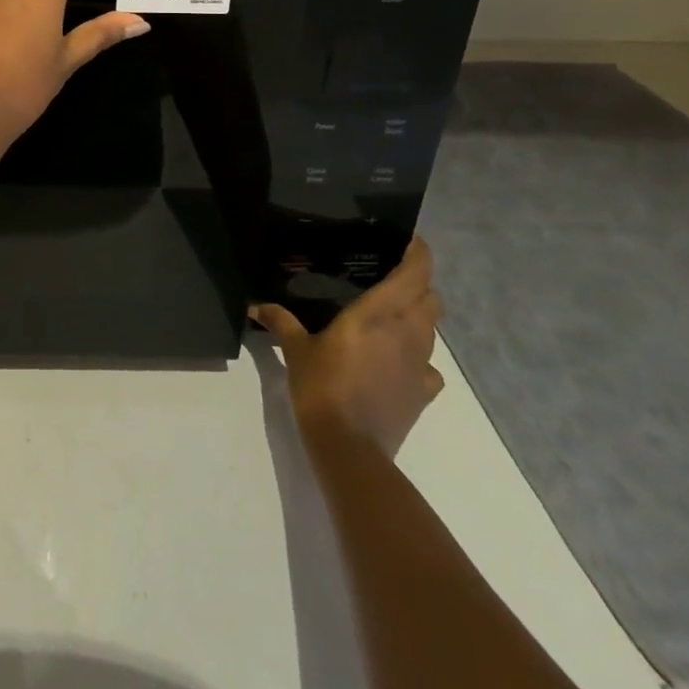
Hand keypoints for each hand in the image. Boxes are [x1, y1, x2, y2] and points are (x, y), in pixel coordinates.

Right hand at [251, 236, 444, 459]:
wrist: (350, 449)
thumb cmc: (322, 388)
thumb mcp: (295, 350)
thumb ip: (281, 321)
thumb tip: (255, 305)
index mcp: (379, 314)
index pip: (415, 273)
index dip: (419, 253)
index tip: (408, 239)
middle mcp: (407, 333)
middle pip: (431, 298)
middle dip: (419, 284)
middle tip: (392, 277)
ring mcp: (420, 365)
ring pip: (432, 329)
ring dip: (419, 317)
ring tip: (391, 315)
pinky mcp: (423, 393)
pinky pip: (430, 366)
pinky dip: (418, 357)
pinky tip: (396, 361)